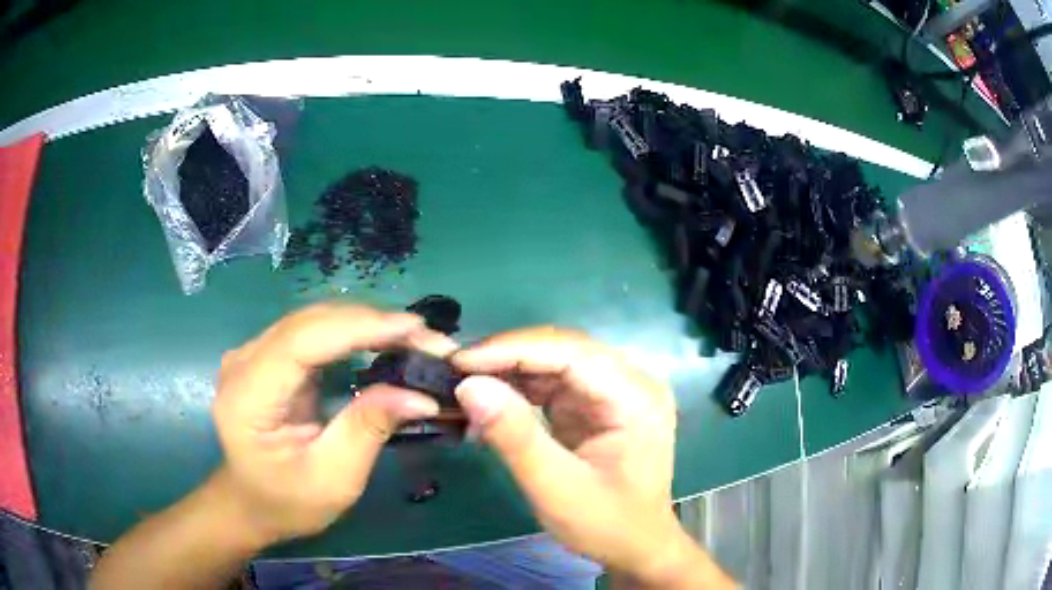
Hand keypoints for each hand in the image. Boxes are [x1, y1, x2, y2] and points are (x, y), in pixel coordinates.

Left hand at [211, 302, 455, 545]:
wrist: (251, 503)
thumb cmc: (287, 502)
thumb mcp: (333, 479)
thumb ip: (368, 430)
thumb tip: (420, 395)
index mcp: (247, 395)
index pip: (302, 341)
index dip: (358, 327)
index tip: (414, 328)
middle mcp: (244, 361)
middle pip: (311, 322)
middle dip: (372, 323)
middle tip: (428, 339)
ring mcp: (253, 354)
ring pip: (314, 320)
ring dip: (365, 324)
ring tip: (413, 338)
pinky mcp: (268, 356)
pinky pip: (313, 332)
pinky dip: (352, 333)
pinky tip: (381, 339)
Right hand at [452, 328, 729, 586]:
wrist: (636, 546)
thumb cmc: (606, 524)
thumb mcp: (556, 489)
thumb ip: (515, 437)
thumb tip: (468, 385)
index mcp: (636, 397)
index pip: (570, 352)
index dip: (512, 349)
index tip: (459, 362)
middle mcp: (631, 382)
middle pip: (563, 350)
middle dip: (506, 357)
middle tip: (454, 372)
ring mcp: (616, 390)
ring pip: (555, 362)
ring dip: (509, 371)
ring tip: (465, 385)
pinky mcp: (598, 403)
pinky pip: (554, 382)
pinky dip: (520, 389)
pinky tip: (491, 400)